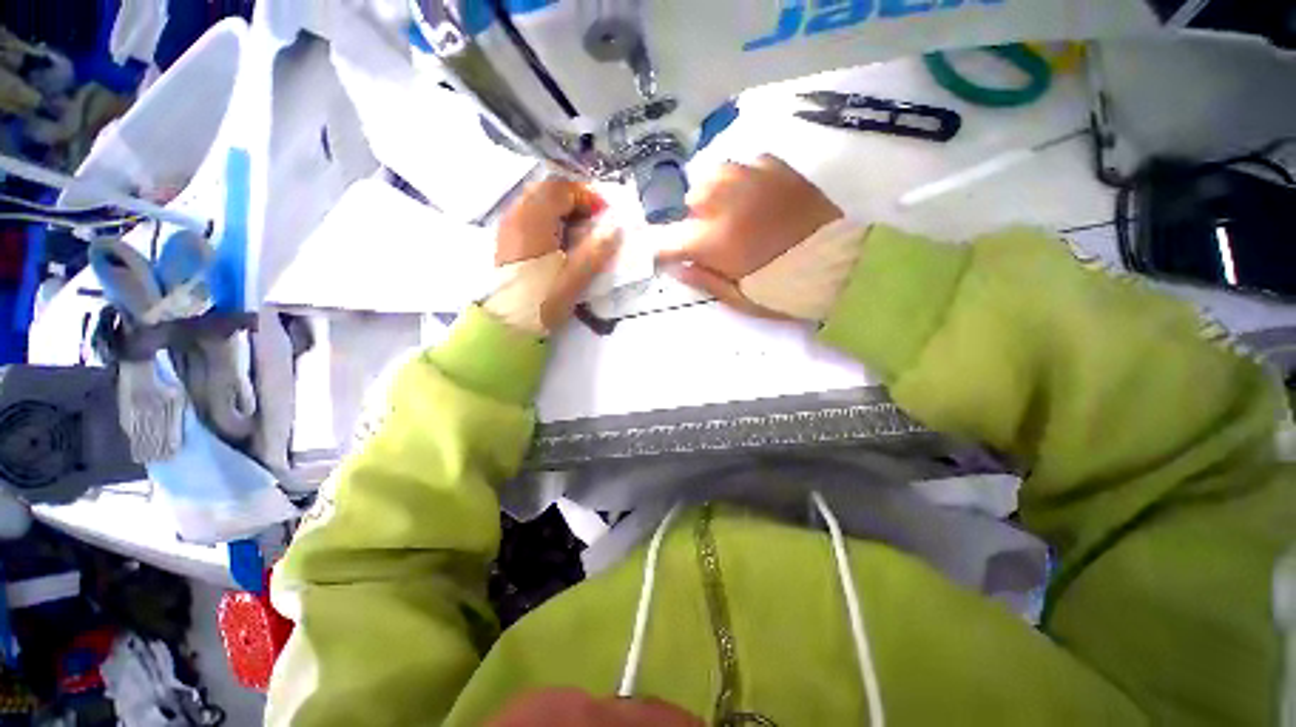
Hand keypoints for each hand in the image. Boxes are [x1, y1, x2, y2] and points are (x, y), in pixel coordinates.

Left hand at [489, 178, 620, 332]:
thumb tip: (616, 229)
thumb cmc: (544, 298)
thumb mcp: (577, 277)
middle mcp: (517, 214)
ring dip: (561, 209)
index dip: (587, 196)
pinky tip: (560, 240)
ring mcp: (508, 226)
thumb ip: (598, 250)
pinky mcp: (507, 239)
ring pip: (536, 201)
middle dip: (574, 199)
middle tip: (593, 219)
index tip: (604, 214)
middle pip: (547, 190)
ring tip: (579, 230)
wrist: (510, 322)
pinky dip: (548, 218)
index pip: (561, 190)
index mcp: (534, 219)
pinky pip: (529, 215)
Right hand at [657, 155, 842, 317]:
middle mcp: (729, 202)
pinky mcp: (779, 168)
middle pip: (691, 197)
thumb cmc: (787, 289)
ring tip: (731, 210)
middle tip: (712, 236)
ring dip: (715, 193)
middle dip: (694, 218)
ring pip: (716, 173)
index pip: (671, 240)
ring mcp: (755, 179)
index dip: (664, 250)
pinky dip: (743, 179)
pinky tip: (755, 196)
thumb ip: (704, 280)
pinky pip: (747, 163)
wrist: (842, 266)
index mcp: (717, 240)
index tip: (669, 258)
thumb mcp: (741, 298)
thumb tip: (676, 269)